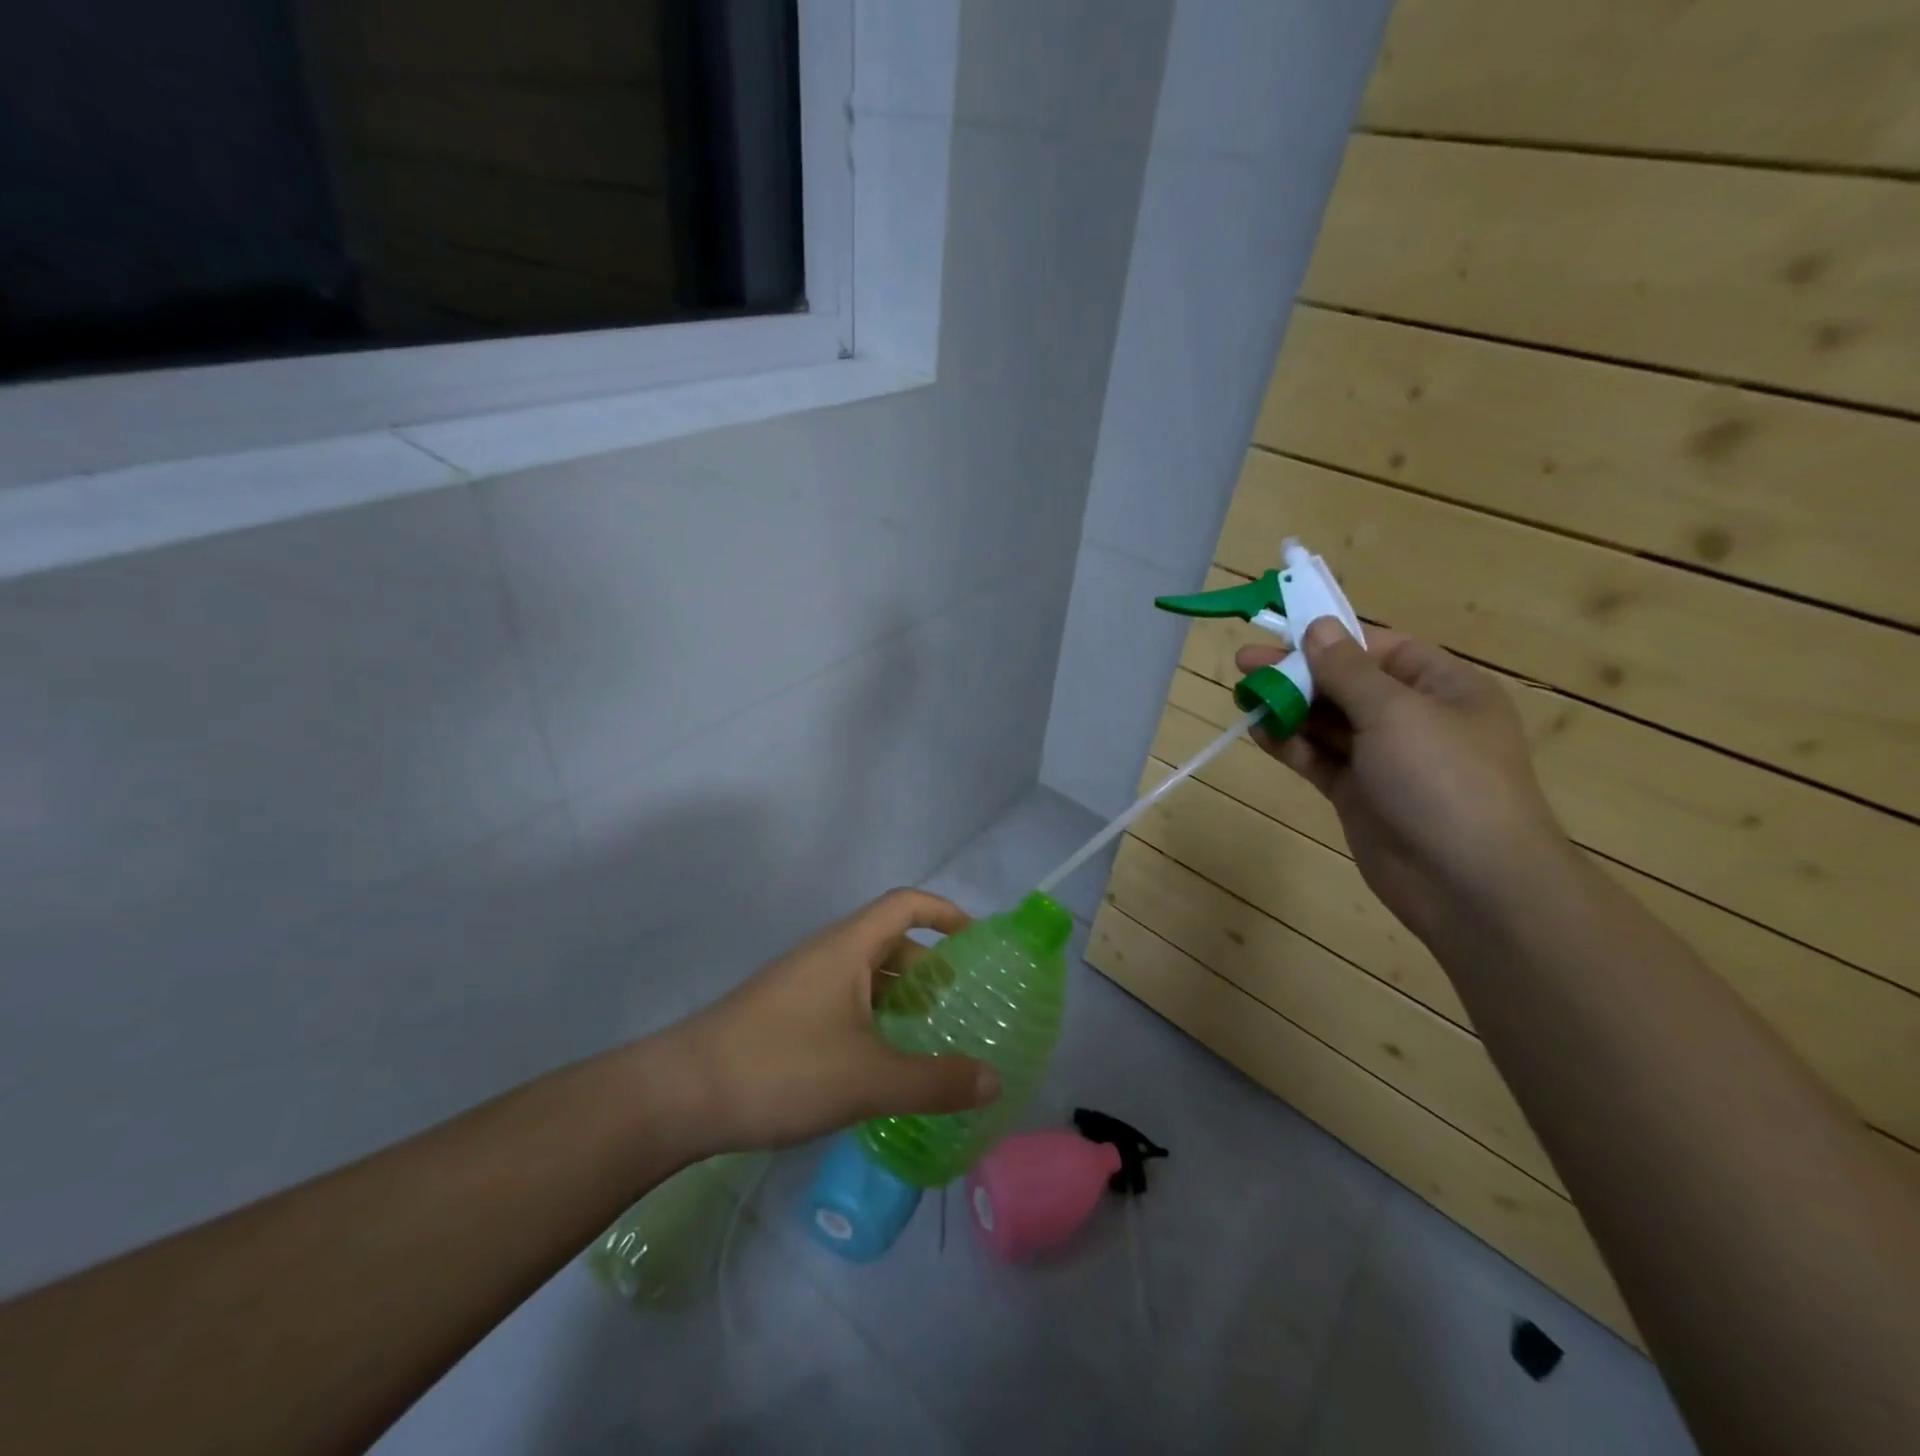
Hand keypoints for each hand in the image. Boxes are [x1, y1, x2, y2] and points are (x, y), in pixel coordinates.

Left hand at [667, 888, 1001, 1152]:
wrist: (680, 1095)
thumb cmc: (782, 1068)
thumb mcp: (869, 1079)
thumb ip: (935, 1082)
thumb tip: (994, 1080)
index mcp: (848, 947)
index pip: (906, 904)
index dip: (946, 912)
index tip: (978, 942)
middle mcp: (826, 955)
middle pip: (889, 941)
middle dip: (929, 965)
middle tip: (962, 1004)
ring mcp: (801, 984)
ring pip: (865, 975)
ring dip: (901, 996)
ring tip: (930, 1036)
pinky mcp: (784, 1015)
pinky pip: (844, 1001)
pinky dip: (873, 1018)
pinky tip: (880, 1063)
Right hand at [1238, 620, 1571, 943]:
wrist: (1468, 884)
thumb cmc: (1443, 780)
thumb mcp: (1396, 713)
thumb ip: (1348, 670)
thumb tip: (1317, 627)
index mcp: (1442, 686)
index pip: (1377, 647)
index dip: (1327, 636)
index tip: (1278, 629)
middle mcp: (1414, 717)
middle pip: (1346, 683)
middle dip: (1297, 672)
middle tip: (1243, 663)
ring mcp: (1385, 759)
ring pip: (1327, 721)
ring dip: (1289, 707)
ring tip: (1245, 696)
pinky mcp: (1359, 794)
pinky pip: (1319, 758)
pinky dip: (1290, 744)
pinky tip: (1260, 732)